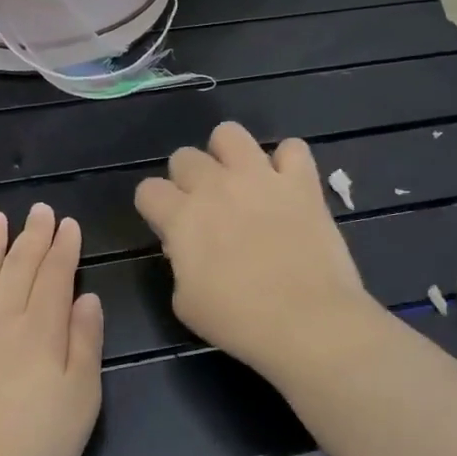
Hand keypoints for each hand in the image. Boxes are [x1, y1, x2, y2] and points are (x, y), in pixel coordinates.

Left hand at [0, 205, 103, 455]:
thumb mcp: (83, 396)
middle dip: (31, 236)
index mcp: (42, 328)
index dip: (63, 247)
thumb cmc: (37, 443)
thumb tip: (86, 298)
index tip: (67, 223)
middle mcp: (1, 320)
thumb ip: (85, 341)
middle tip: (38, 210)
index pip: (55, 275)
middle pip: (18, 268)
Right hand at [135, 123, 376, 377]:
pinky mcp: (301, 182)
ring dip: (228, 155)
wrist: (308, 321)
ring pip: (229, 134)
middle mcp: (216, 186)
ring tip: (240, 181)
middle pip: (184, 156)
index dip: (156, 208)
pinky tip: (287, 185)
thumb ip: (180, 265)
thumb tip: (187, 246)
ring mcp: (260, 178)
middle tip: (207, 209)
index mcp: (182, 217)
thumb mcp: (187, 303)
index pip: (148, 190)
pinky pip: (292, 148)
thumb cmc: (240, 321)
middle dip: (188, 179)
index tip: (170, 228)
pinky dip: (288, 163)